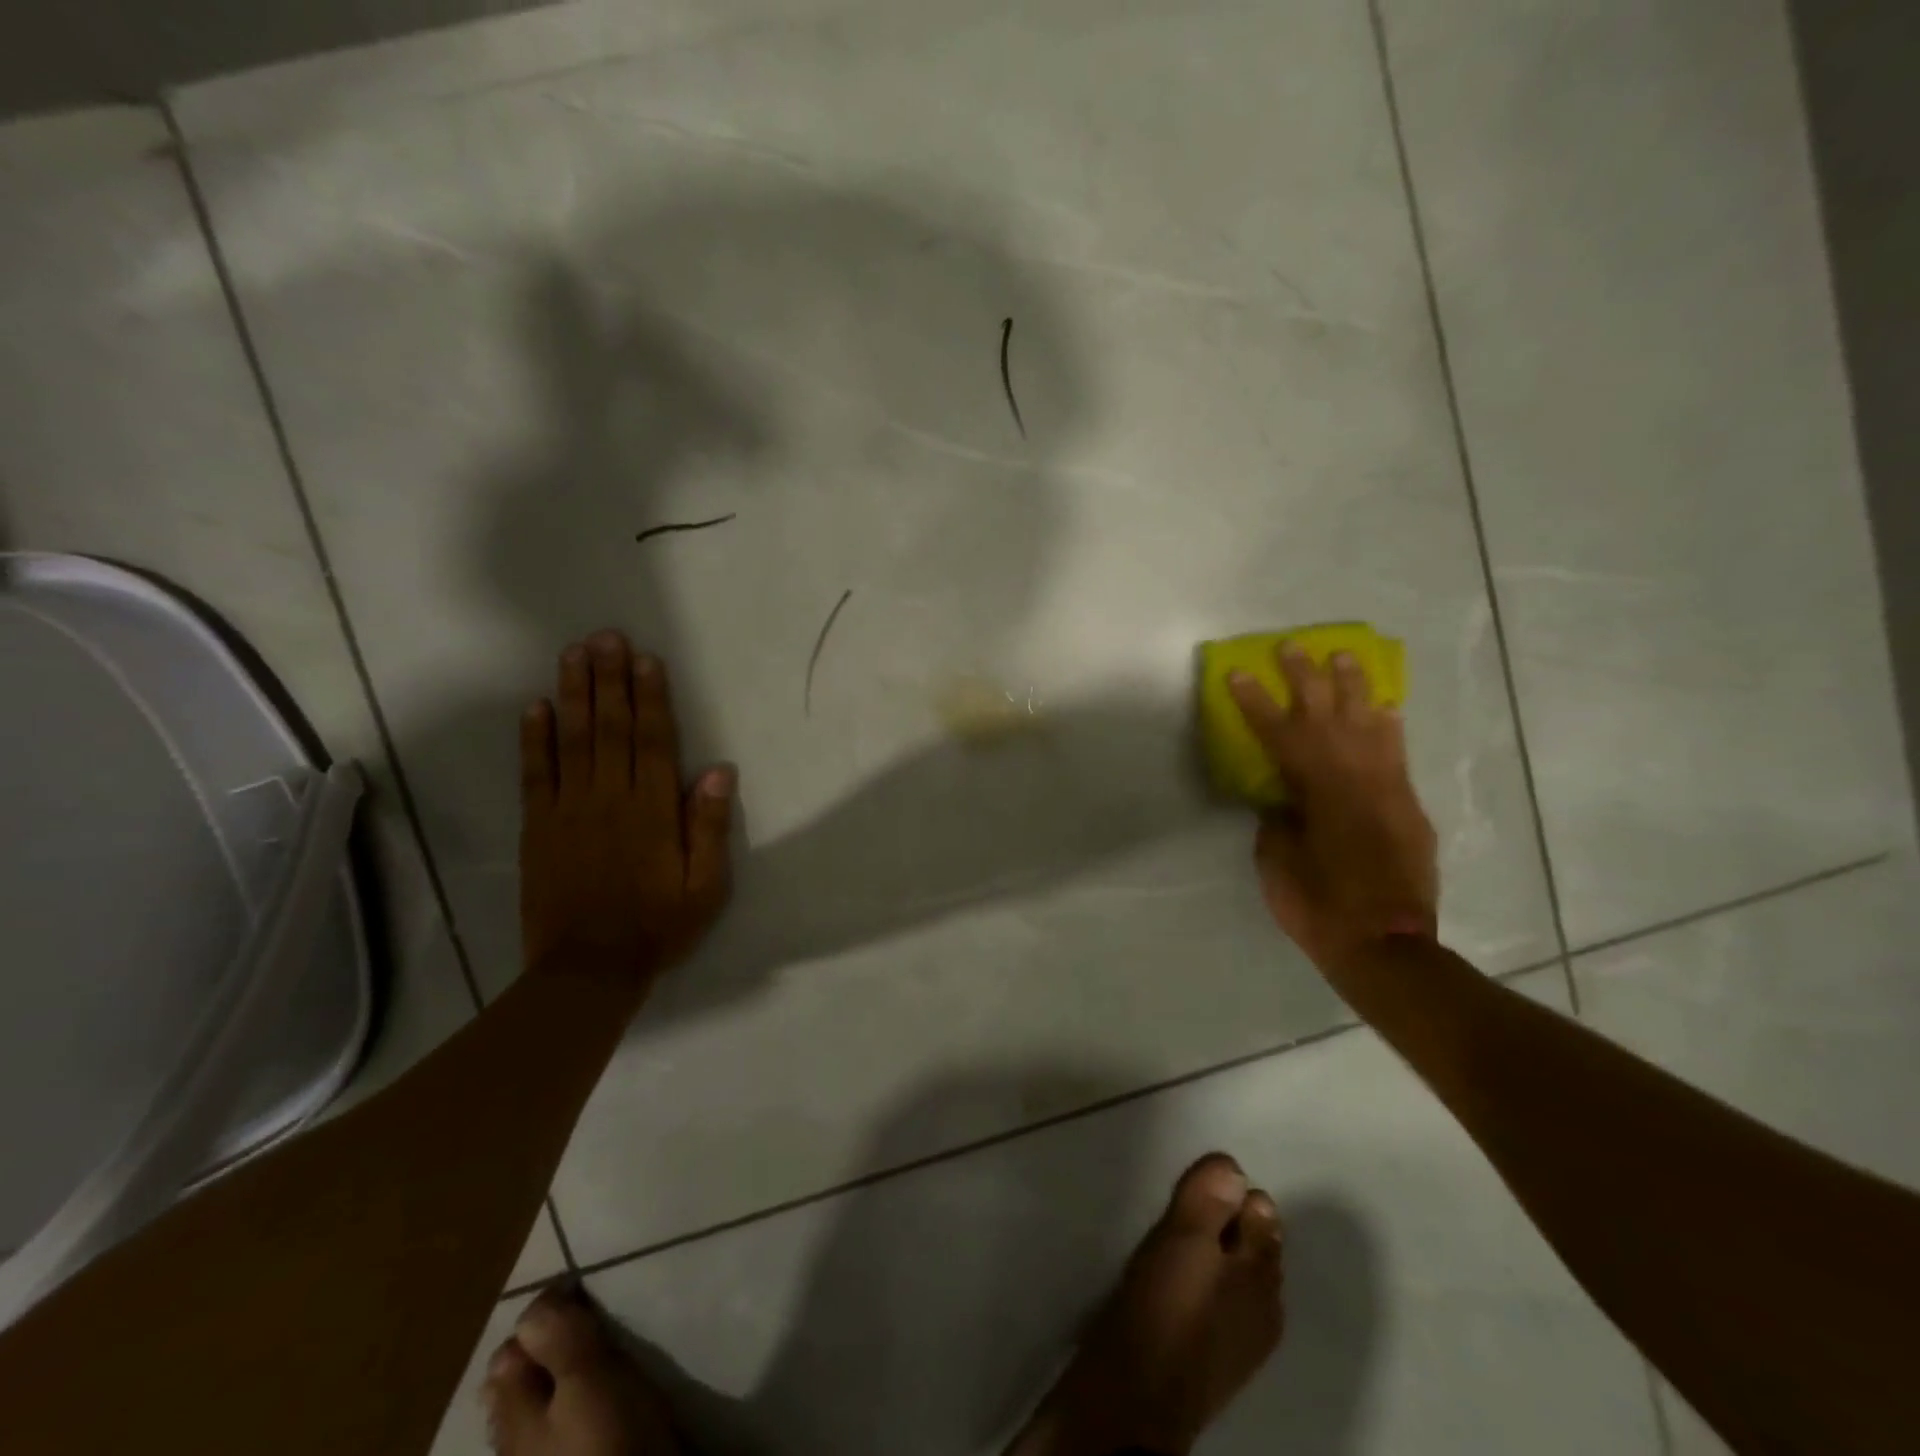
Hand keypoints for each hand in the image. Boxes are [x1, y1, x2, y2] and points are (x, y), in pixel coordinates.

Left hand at [519, 631, 734, 987]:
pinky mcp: (538, 827)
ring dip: (573, 694)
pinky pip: (535, 775)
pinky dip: (534, 739)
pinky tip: (535, 707)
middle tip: (605, 637)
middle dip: (609, 680)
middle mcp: (609, 799)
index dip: (650, 698)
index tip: (646, 659)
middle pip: (610, 729)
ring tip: (572, 654)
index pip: (652, 741)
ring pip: (572, 741)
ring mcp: (568, 810)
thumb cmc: (658, 925)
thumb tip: (719, 769)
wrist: (588, 969)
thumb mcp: (705, 886)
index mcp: (652, 811)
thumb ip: (709, 826)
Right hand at [1228, 646, 1437, 979]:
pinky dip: (1389, 728)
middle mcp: (1354, 781)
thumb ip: (1278, 821)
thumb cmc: (1318, 907)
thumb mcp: (1278, 864)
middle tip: (1292, 647)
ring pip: (1370, 726)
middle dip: (1305, 679)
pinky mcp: (1408, 808)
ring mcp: (1387, 792)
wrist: (1386, 945)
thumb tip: (1282, 799)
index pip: (1279, 736)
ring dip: (1354, 689)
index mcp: (1314, 794)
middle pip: (1327, 718)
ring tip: (1343, 657)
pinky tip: (1384, 708)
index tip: (1239, 674)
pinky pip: (1398, 756)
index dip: (1256, 703)